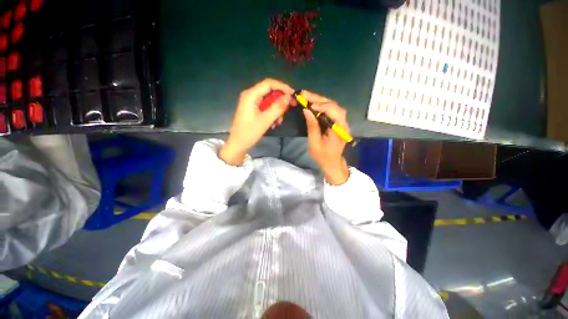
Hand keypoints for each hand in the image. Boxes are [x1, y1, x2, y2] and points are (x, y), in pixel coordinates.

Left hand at [219, 78, 293, 165]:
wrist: (238, 144)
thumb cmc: (250, 132)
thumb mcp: (266, 120)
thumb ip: (278, 107)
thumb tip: (289, 96)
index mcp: (251, 95)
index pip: (269, 83)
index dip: (282, 87)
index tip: (293, 94)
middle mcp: (250, 95)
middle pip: (269, 91)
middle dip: (280, 100)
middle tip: (291, 107)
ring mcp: (251, 103)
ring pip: (269, 101)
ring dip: (277, 109)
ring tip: (279, 121)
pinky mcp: (252, 109)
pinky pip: (265, 107)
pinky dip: (272, 113)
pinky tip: (274, 123)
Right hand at [301, 90, 349, 184]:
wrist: (331, 162)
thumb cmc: (322, 155)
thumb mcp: (314, 142)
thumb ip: (312, 126)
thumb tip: (306, 110)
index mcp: (340, 129)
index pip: (334, 111)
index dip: (322, 106)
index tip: (309, 105)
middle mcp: (343, 123)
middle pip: (334, 105)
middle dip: (318, 99)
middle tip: (304, 94)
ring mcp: (342, 122)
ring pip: (333, 106)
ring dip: (320, 100)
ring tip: (307, 96)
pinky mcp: (337, 122)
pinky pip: (331, 110)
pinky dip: (322, 105)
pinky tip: (313, 103)